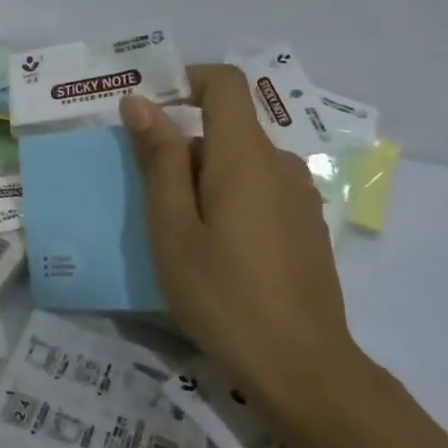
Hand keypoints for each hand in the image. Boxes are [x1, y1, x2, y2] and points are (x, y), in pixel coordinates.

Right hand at [121, 64, 370, 430]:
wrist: (301, 367)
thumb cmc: (222, 293)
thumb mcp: (172, 226)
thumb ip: (159, 159)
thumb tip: (141, 101)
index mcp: (246, 155)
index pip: (224, 83)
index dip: (186, 80)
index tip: (149, 112)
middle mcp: (280, 164)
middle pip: (227, 128)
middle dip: (182, 147)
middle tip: (149, 198)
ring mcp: (299, 197)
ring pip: (241, 163)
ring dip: (203, 179)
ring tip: (177, 232)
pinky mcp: (307, 227)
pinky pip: (260, 191)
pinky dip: (228, 200)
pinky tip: (216, 253)